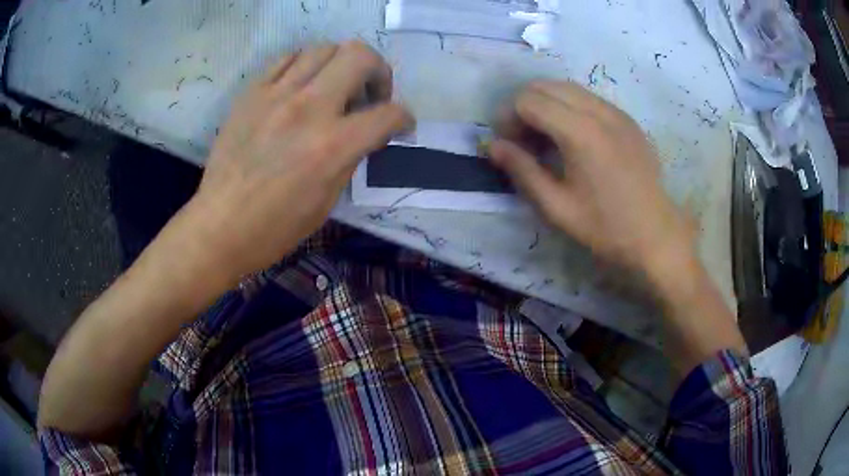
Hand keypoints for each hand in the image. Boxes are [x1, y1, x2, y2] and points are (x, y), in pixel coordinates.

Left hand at [189, 41, 412, 279]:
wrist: (219, 226)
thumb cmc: (275, 227)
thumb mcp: (327, 201)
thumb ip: (351, 158)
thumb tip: (365, 133)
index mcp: (332, 146)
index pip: (388, 113)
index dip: (404, 118)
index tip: (400, 125)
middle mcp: (308, 108)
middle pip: (359, 56)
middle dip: (379, 71)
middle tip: (371, 95)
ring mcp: (276, 95)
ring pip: (324, 48)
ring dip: (341, 65)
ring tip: (334, 89)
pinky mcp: (251, 93)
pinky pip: (287, 59)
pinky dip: (305, 66)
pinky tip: (301, 87)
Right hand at [488, 81, 691, 281]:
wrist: (656, 236)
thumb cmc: (606, 228)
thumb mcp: (556, 207)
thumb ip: (522, 170)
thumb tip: (493, 145)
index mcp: (580, 132)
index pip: (528, 100)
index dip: (508, 117)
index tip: (507, 144)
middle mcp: (599, 111)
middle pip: (545, 85)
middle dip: (524, 106)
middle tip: (523, 140)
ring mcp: (617, 112)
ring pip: (567, 88)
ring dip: (546, 105)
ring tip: (546, 139)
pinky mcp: (627, 120)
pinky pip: (588, 99)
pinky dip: (569, 108)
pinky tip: (573, 138)